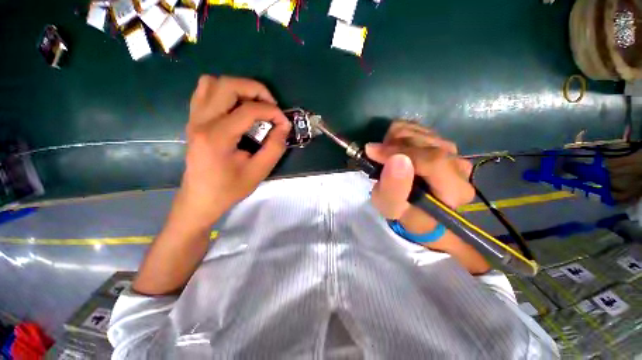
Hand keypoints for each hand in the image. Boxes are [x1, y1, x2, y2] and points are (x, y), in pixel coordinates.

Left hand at [174, 75, 291, 228]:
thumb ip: (275, 147)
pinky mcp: (194, 120)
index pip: (248, 110)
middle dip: (255, 90)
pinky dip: (224, 92)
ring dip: (239, 88)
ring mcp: (194, 118)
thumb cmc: (229, 188)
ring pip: (213, 82)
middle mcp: (201, 121)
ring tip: (254, 105)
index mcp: (217, 137)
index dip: (272, 112)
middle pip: (227, 85)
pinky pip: (205, 91)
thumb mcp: (259, 172)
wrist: (200, 198)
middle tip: (271, 106)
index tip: (284, 123)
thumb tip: (284, 126)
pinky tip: (236, 108)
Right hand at [365, 121, 473, 232]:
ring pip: (421, 132)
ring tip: (383, 155)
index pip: (433, 161)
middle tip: (375, 155)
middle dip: (394, 145)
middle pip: (427, 142)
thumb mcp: (390, 207)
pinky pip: (418, 127)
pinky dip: (398, 134)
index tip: (372, 151)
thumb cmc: (402, 211)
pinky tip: (392, 148)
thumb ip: (393, 188)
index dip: (400, 152)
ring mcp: (453, 152)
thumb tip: (396, 158)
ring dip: (394, 140)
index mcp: (455, 191)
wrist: (414, 206)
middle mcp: (460, 167)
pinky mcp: (441, 142)